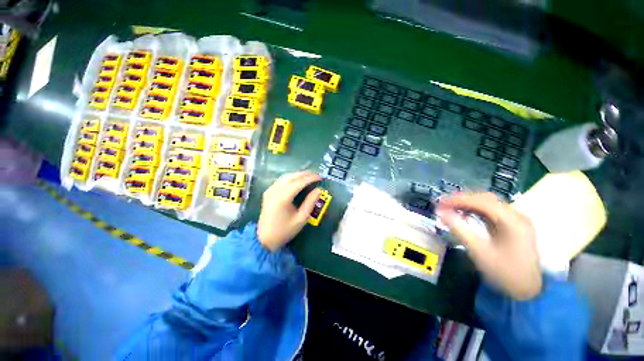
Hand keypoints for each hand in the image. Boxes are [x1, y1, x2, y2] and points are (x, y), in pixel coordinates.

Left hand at [257, 171, 321, 251]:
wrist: (265, 238)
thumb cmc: (285, 230)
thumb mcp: (301, 219)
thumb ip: (310, 203)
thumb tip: (318, 190)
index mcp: (282, 198)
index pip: (299, 182)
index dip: (310, 178)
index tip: (320, 177)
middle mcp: (274, 191)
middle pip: (291, 177)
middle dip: (304, 174)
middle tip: (316, 174)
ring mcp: (269, 191)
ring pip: (285, 177)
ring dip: (297, 174)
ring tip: (309, 175)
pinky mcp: (268, 192)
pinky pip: (280, 180)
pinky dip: (290, 178)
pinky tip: (297, 180)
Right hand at [437, 193, 541, 299]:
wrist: (528, 292)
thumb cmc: (504, 273)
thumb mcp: (479, 252)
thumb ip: (459, 229)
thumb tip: (441, 212)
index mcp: (513, 222)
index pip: (482, 202)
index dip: (459, 200)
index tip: (440, 203)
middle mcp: (517, 216)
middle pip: (486, 199)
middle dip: (463, 199)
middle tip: (443, 204)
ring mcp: (516, 221)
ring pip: (489, 204)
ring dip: (468, 204)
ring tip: (450, 208)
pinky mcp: (513, 226)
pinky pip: (491, 212)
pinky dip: (475, 210)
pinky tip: (465, 214)